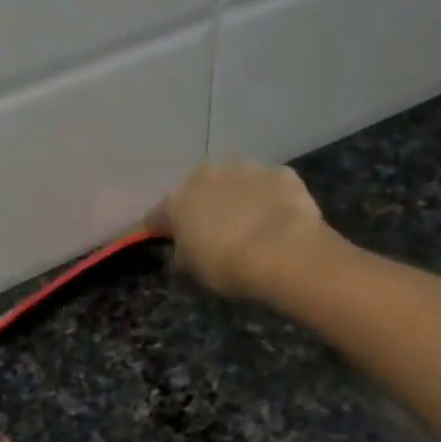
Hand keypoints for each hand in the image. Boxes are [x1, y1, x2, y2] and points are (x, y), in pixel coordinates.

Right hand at [146, 160, 333, 297]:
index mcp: (177, 201)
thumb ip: (183, 257)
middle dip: (202, 206)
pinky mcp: (280, 172)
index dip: (160, 229)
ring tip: (249, 224)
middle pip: (197, 190)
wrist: (283, 251)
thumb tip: (184, 253)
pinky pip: (267, 186)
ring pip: (234, 182)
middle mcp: (207, 175)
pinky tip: (277, 220)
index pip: (157, 216)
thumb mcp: (193, 272)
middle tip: (213, 231)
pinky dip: (268, 198)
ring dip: (236, 197)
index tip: (167, 240)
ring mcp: (245, 168)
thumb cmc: (227, 265)